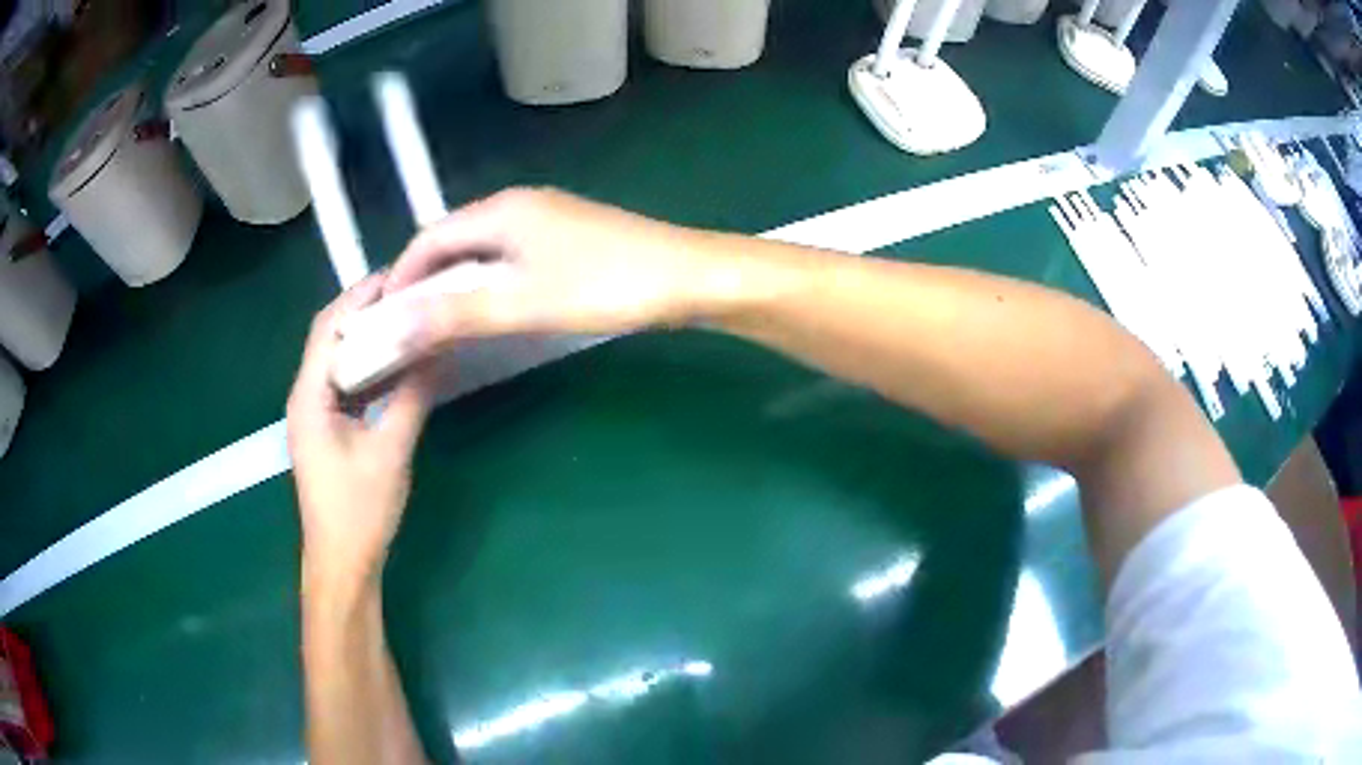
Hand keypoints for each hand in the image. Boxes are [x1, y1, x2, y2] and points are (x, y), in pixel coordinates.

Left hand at [287, 276, 434, 588]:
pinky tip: (395, 364)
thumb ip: (411, 396)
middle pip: (329, 337)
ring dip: (366, 336)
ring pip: (336, 359)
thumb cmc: (359, 510)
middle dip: (364, 310)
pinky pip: (343, 383)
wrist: (342, 563)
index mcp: (310, 396)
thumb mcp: (390, 450)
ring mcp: (313, 414)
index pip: (329, 326)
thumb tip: (438, 350)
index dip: (360, 296)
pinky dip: (367, 366)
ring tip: (406, 318)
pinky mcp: (325, 430)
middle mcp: (305, 396)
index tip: (399, 275)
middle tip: (408, 292)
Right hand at [384, 188, 751, 351]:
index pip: (429, 238)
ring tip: (440, 325)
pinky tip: (491, 309)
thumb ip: (457, 313)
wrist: (689, 277)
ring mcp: (546, 218)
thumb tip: (394, 326)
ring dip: (455, 284)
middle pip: (452, 240)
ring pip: (480, 250)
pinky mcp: (567, 237)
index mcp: (501, 211)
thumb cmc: (607, 286)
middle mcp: (518, 204)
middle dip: (425, 281)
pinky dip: (487, 282)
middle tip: (409, 328)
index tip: (384, 319)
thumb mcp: (524, 303)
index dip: (401, 277)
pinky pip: (508, 256)